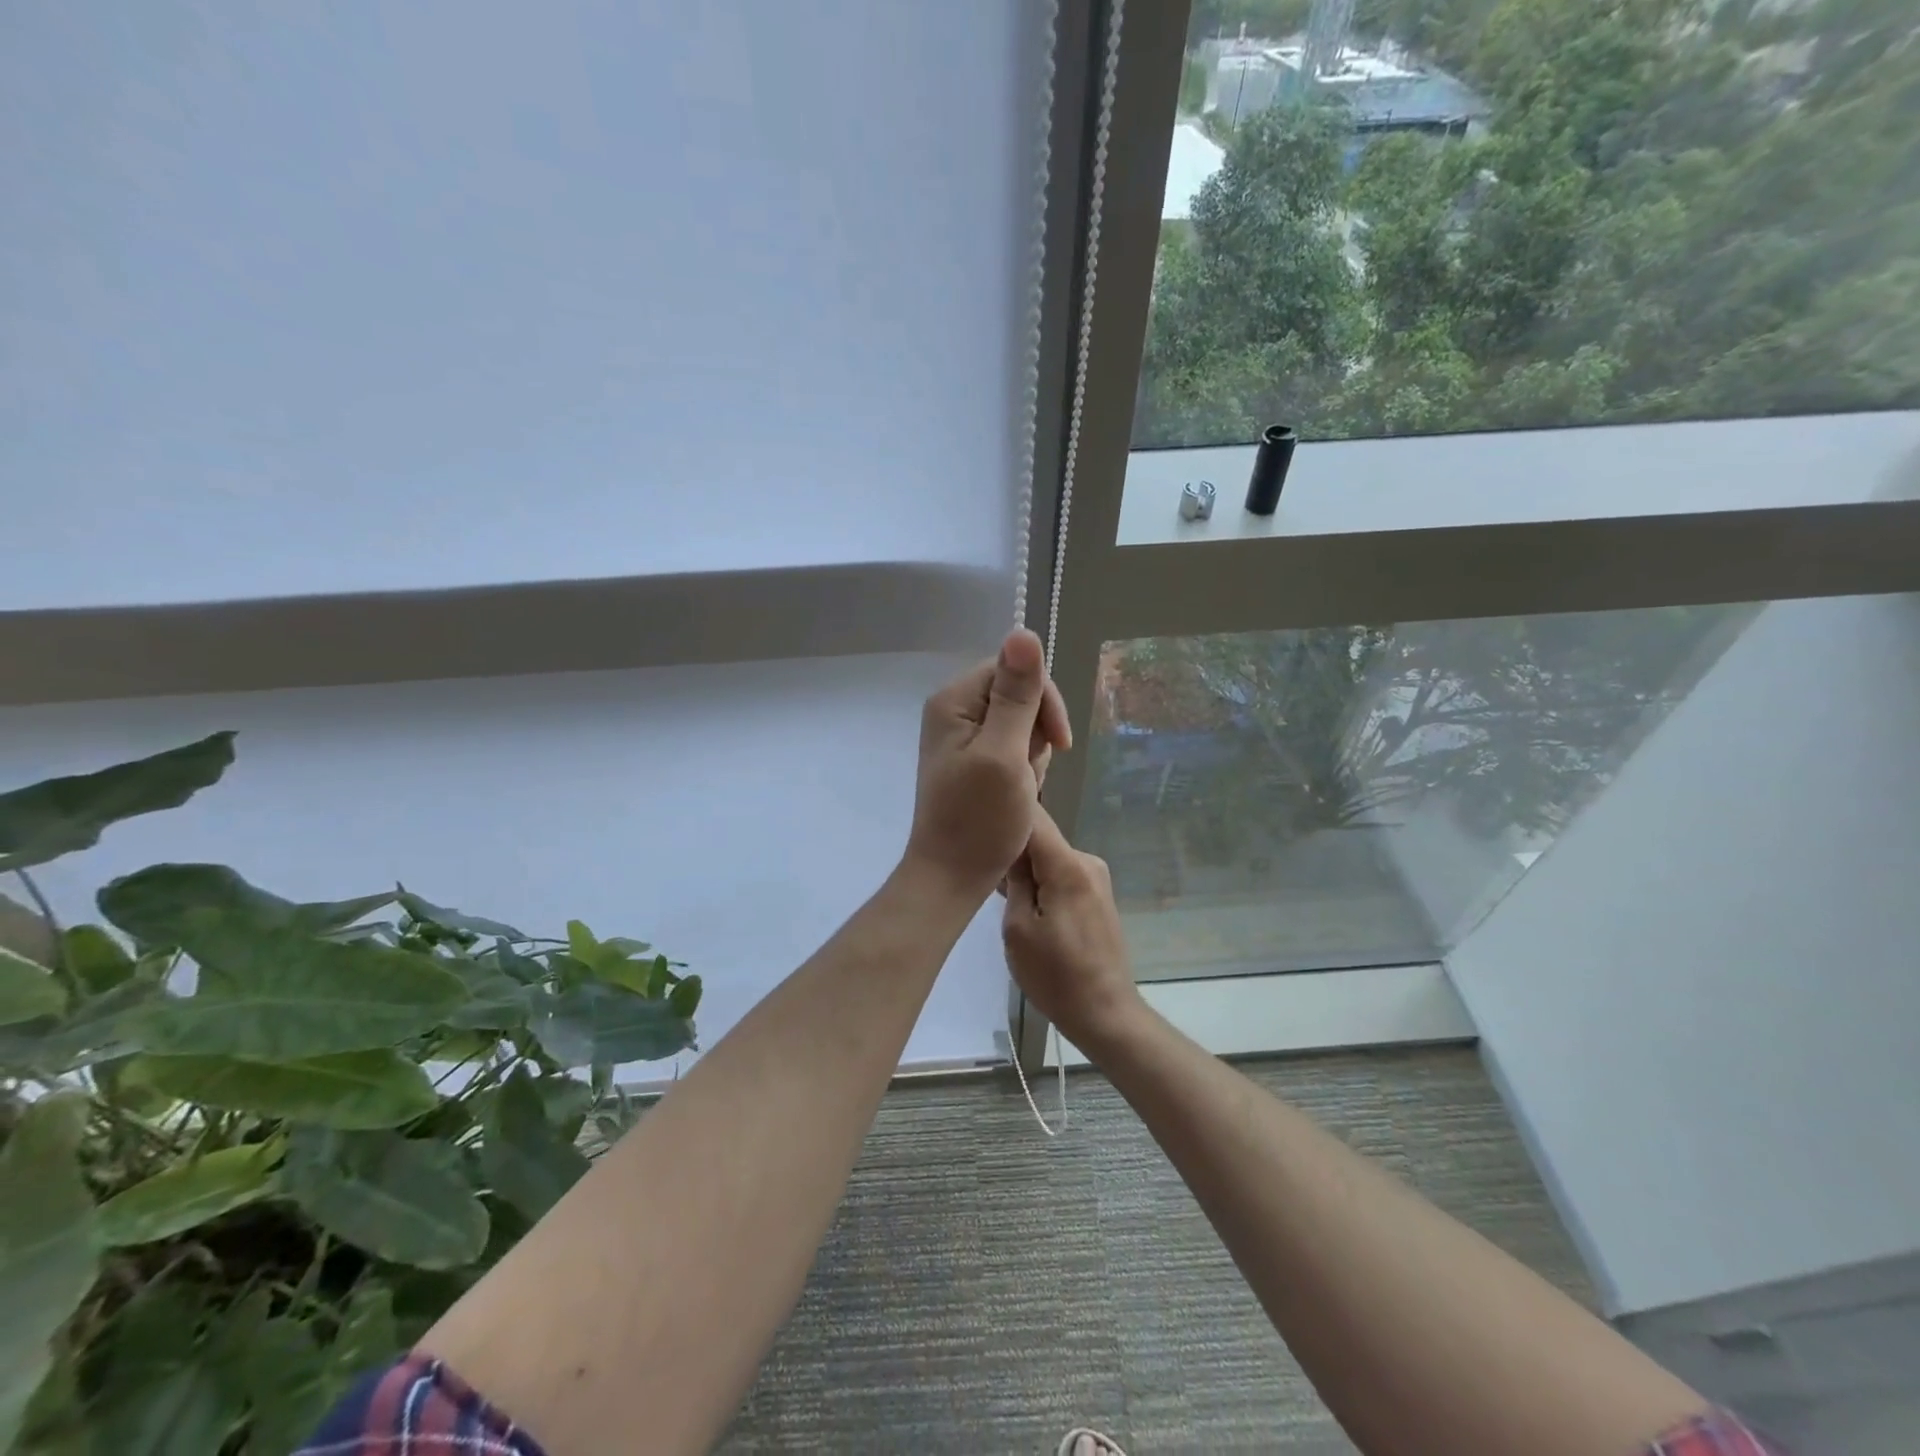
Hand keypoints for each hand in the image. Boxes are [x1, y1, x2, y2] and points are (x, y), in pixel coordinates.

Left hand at [905, 629, 1070, 897]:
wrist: (953, 877)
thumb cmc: (980, 820)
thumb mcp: (1005, 754)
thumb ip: (1017, 695)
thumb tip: (1024, 631)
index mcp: (954, 701)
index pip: (1014, 669)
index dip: (1043, 701)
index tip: (1058, 743)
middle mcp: (953, 710)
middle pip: (1018, 695)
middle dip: (1036, 733)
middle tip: (1027, 773)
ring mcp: (962, 736)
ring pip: (1021, 723)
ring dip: (1032, 754)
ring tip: (1021, 788)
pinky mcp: (972, 759)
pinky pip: (1012, 746)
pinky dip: (1023, 768)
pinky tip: (1017, 793)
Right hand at [1002, 804, 1143, 1052]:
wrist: (1105, 1013)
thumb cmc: (1055, 975)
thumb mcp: (1018, 929)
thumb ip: (1013, 880)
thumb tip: (1006, 846)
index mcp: (1068, 865)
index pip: (1034, 817)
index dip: (1005, 812)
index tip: (976, 818)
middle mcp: (1087, 861)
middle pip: (1041, 837)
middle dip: (1011, 847)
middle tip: (978, 866)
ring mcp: (1096, 877)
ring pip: (1049, 856)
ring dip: (1025, 867)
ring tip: (996, 889)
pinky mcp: (1097, 894)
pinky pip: (1061, 873)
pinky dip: (1040, 880)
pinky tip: (1022, 904)